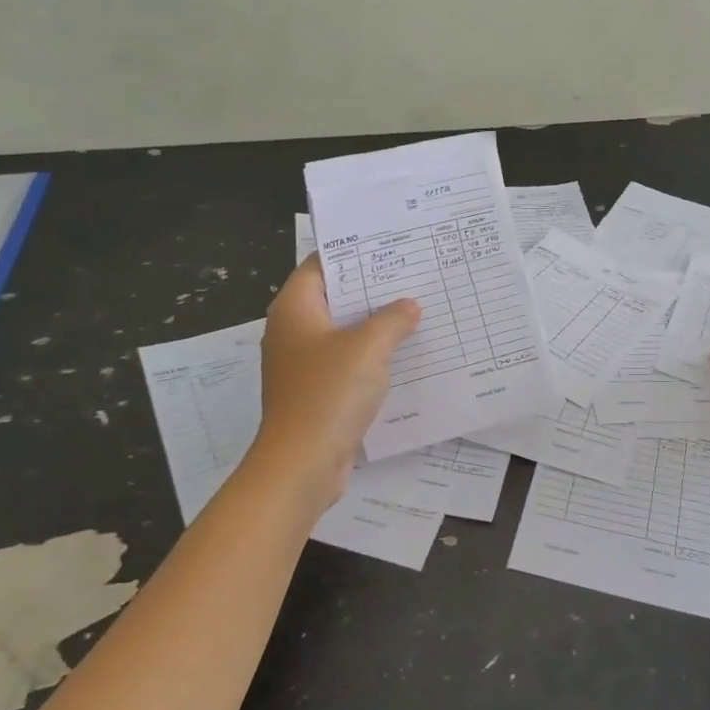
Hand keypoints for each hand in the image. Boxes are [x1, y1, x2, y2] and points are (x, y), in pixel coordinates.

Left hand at [252, 255, 420, 506]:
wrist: (303, 463)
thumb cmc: (329, 393)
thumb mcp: (368, 347)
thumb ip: (392, 320)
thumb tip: (408, 306)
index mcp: (295, 309)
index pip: (321, 265)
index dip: (353, 252)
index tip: (389, 246)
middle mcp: (293, 331)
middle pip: (333, 298)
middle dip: (371, 290)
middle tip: (413, 277)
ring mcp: (302, 364)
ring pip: (342, 333)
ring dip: (374, 326)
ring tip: (416, 312)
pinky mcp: (315, 392)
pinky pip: (346, 363)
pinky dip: (370, 357)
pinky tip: (403, 356)